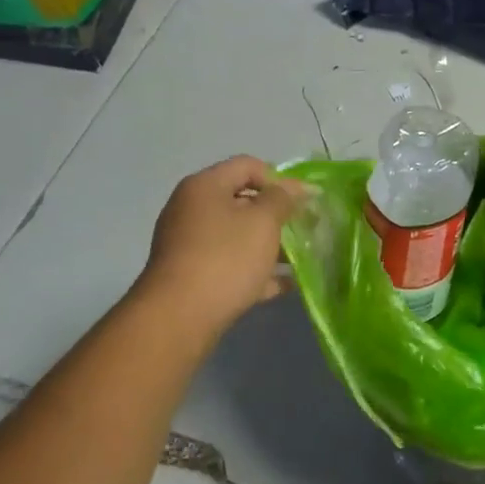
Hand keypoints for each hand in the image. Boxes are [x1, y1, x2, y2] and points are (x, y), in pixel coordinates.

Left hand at [136, 156, 305, 335]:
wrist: (179, 317)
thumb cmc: (225, 258)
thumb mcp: (263, 222)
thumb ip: (282, 199)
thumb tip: (293, 188)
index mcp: (205, 187)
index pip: (248, 166)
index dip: (280, 179)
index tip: (305, 202)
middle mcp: (192, 209)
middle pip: (242, 201)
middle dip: (276, 214)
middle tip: (305, 229)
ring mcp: (189, 244)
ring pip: (238, 236)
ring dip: (269, 244)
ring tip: (300, 259)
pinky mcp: (192, 276)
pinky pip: (230, 264)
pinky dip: (255, 270)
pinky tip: (284, 285)